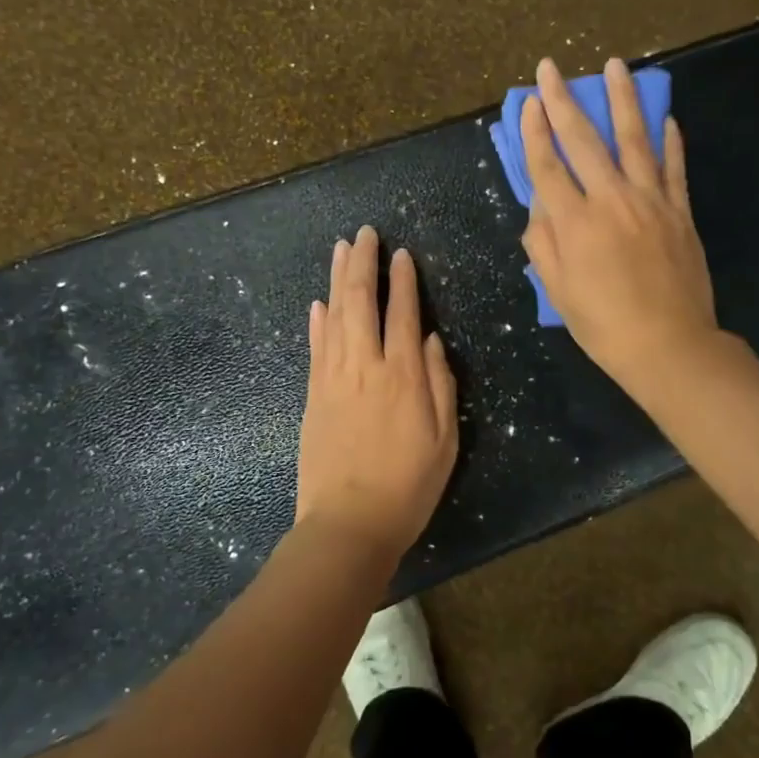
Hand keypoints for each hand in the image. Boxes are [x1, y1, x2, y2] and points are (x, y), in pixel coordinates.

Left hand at [295, 225, 459, 561]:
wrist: (349, 524)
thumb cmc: (408, 487)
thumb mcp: (445, 440)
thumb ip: (440, 385)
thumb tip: (430, 340)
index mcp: (404, 377)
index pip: (402, 314)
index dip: (404, 281)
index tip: (403, 254)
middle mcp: (366, 367)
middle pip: (361, 302)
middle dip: (364, 263)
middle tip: (365, 233)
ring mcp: (333, 379)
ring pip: (334, 316)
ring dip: (337, 279)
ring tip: (341, 248)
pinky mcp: (313, 396)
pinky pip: (315, 347)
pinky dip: (318, 320)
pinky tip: (319, 301)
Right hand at [520, 56, 720, 393]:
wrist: (668, 345)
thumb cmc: (603, 325)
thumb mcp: (558, 291)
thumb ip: (543, 243)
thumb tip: (540, 208)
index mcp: (575, 223)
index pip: (548, 166)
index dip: (535, 132)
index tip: (529, 101)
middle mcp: (611, 200)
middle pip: (584, 141)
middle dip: (564, 101)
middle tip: (552, 68)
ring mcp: (651, 201)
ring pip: (634, 139)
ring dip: (622, 99)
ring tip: (615, 65)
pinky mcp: (681, 211)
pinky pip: (674, 167)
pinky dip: (669, 140)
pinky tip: (665, 117)